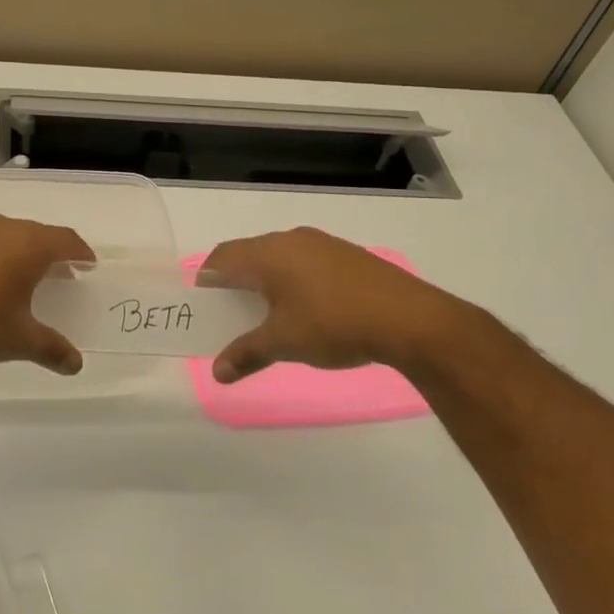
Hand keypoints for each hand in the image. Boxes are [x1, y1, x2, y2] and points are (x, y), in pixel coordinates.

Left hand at [0, 214, 94, 374]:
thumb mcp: (16, 341)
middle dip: (53, 253)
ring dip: (21, 253)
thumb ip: (51, 349)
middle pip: (37, 234)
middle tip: (62, 276)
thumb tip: (76, 364)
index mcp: (27, 245)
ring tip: (23, 280)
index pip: (66, 240)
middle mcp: (1, 227)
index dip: (81, 253)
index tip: (89, 266)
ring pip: (7, 235)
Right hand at [201, 226, 458, 382]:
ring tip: (268, 315)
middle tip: (231, 315)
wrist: (410, 319)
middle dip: (235, 282)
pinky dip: (293, 281)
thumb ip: (246, 354)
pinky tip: (307, 309)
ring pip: (279, 257)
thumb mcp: (284, 343)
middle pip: (249, 254)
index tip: (203, 306)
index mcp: (268, 253)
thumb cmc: (333, 324)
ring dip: (266, 281)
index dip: (207, 279)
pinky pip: (305, 262)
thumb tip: (217, 373)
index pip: (222, 257)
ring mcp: (322, 244)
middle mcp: (291, 239)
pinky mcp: (347, 255)